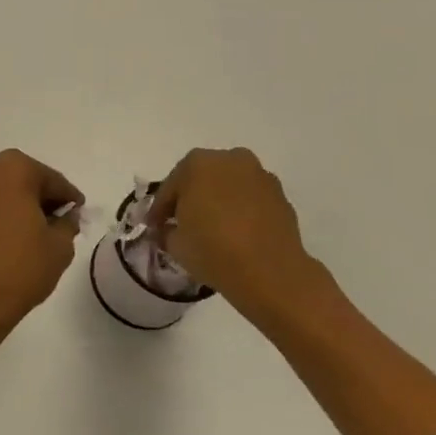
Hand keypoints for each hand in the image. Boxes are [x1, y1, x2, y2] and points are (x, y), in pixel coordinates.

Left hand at [0, 149, 84, 330]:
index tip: (79, 212)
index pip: (53, 180)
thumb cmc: (20, 268)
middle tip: (61, 222)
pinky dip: (4, 211)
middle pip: (26, 179)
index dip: (69, 198)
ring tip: (39, 231)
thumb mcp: (60, 246)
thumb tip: (66, 215)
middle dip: (43, 198)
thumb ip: (68, 223)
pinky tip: (17, 233)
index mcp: (14, 167)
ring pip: (5, 188)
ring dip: (22, 204)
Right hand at [149, 148, 339, 322]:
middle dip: (191, 198)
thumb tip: (169, 230)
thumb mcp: (175, 244)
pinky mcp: (281, 196)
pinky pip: (251, 200)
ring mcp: (259, 176)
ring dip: (219, 202)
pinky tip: (236, 234)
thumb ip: (167, 230)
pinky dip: (241, 211)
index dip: (160, 209)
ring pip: (229, 186)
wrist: (271, 274)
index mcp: (198, 163)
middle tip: (183, 223)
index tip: (154, 226)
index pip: (171, 186)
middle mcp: (230, 160)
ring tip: (213, 229)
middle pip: (202, 178)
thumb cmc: (214, 250)